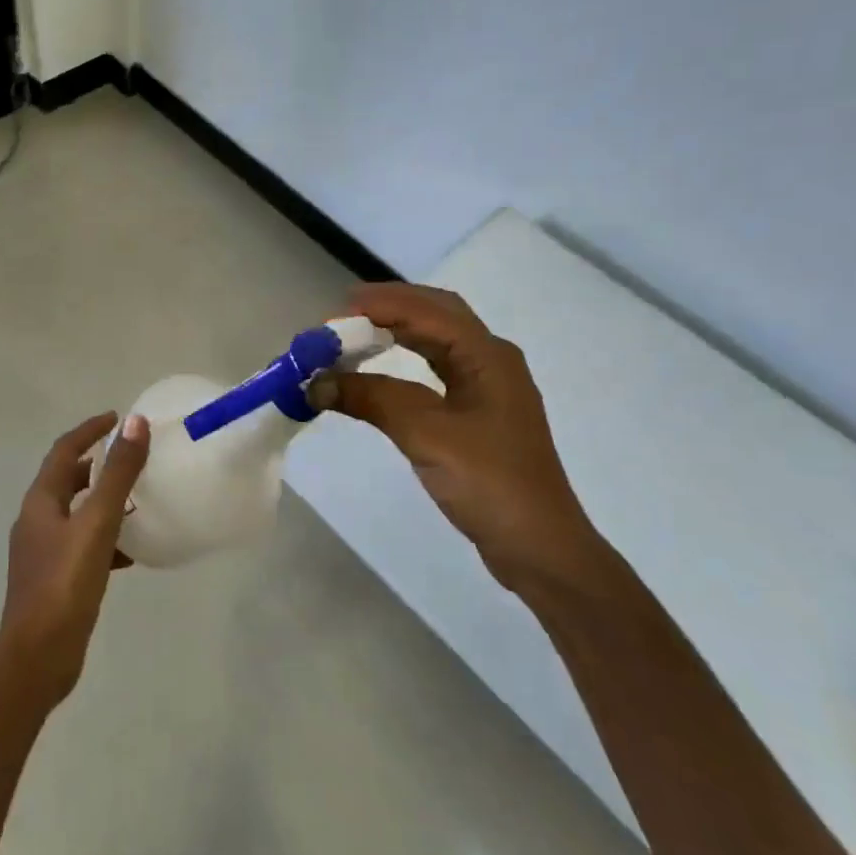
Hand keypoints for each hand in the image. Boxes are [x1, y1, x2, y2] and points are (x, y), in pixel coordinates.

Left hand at [0, 412, 149, 708]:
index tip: (117, 417)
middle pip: (66, 481)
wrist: (37, 658)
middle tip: (129, 458)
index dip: (89, 430)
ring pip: (76, 514)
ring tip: (138, 501)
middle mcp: (36, 521)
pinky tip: (131, 554)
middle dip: (96, 466)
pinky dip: (105, 539)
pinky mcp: (54, 581)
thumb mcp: (97, 523)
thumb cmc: (65, 583)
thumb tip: (135, 423)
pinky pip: (83, 546)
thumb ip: (118, 474)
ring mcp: (42, 553)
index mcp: (40, 502)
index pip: (64, 450)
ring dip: (103, 502)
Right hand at [313, 283, 608, 597]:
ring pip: (435, 339)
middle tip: (340, 319)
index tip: (331, 318)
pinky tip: (380, 368)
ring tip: (352, 337)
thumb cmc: (490, 484)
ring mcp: (487, 385)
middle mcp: (490, 359)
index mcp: (488, 355)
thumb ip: (372, 399)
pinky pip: (435, 367)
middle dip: (386, 308)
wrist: (539, 549)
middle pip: (434, 314)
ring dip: (394, 331)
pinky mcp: (478, 411)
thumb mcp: (427, 436)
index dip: (377, 305)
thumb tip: (316, 382)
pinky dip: (402, 359)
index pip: (426, 310)